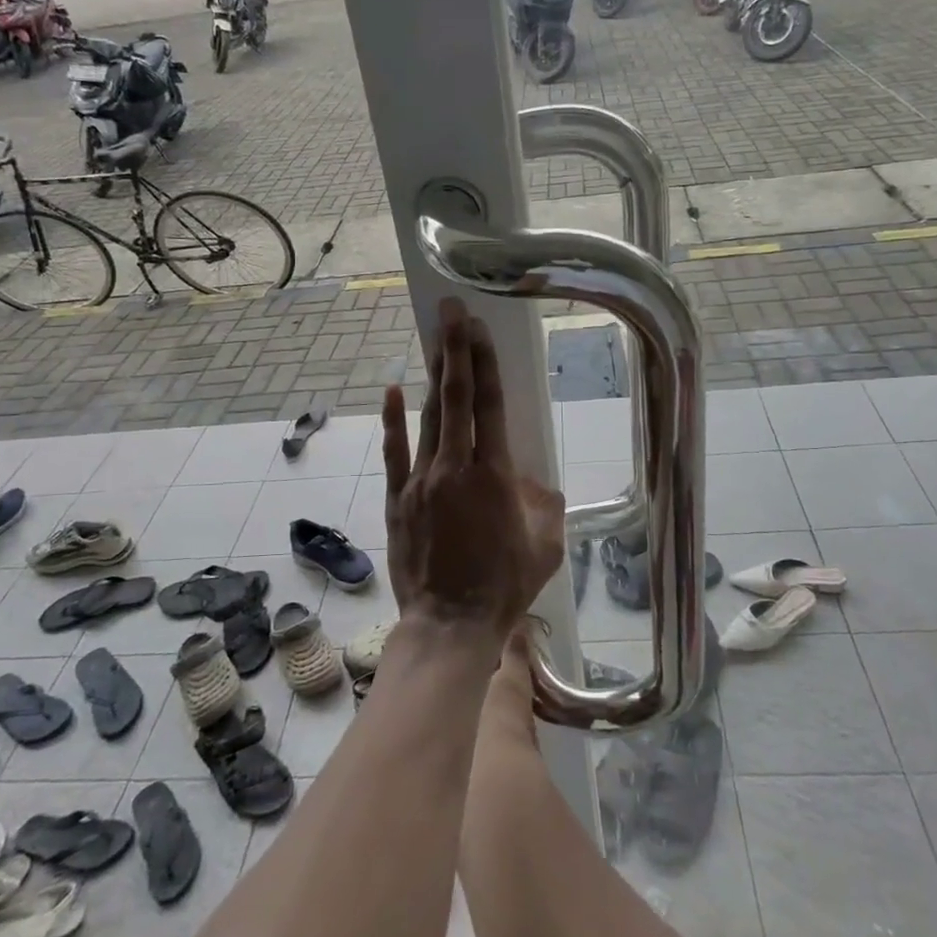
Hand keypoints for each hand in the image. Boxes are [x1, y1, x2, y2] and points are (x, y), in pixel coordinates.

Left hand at [380, 297, 564, 642]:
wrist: (449, 624)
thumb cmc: (504, 587)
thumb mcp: (545, 546)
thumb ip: (545, 504)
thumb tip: (534, 481)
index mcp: (494, 475)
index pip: (489, 405)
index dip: (484, 363)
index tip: (479, 329)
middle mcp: (454, 467)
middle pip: (454, 398)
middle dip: (455, 350)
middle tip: (452, 311)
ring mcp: (421, 481)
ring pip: (427, 418)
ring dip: (432, 377)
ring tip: (435, 341)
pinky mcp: (399, 499)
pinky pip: (396, 452)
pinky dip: (393, 420)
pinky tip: (392, 390)